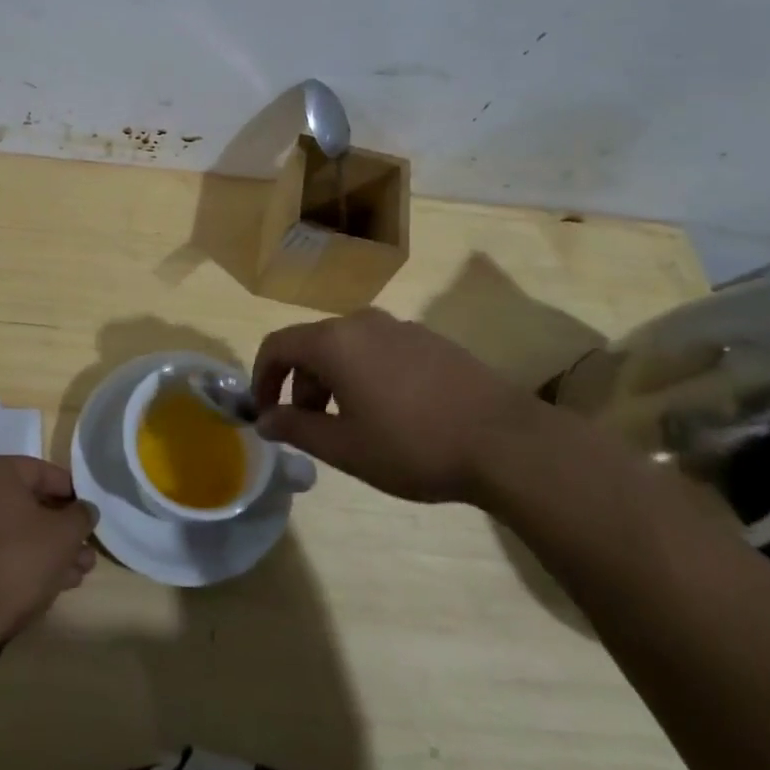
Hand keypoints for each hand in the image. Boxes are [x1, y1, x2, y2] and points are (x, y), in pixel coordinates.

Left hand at [0, 456, 97, 638]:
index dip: (73, 493)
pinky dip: (24, 561)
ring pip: (16, 531)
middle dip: (62, 528)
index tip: (90, 515)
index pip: (45, 472)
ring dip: (49, 549)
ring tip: (78, 573)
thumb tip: (85, 510)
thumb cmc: (17, 560)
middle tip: (87, 549)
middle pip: (31, 504)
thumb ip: (81, 516)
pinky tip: (52, 585)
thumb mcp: (63, 534)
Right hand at [250, 309, 548, 504]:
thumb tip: (264, 420)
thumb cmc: (413, 445)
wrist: (506, 441)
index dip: (262, 377)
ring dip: (334, 380)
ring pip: (348, 347)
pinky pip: (380, 350)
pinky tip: (391, 413)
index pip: (278, 345)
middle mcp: (362, 322)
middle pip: (313, 345)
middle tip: (309, 426)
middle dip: (300, 384)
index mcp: (334, 342)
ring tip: (350, 424)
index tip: (264, 412)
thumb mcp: (345, 447)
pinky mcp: (430, 340)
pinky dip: (366, 374)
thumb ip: (296, 428)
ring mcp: (400, 327)